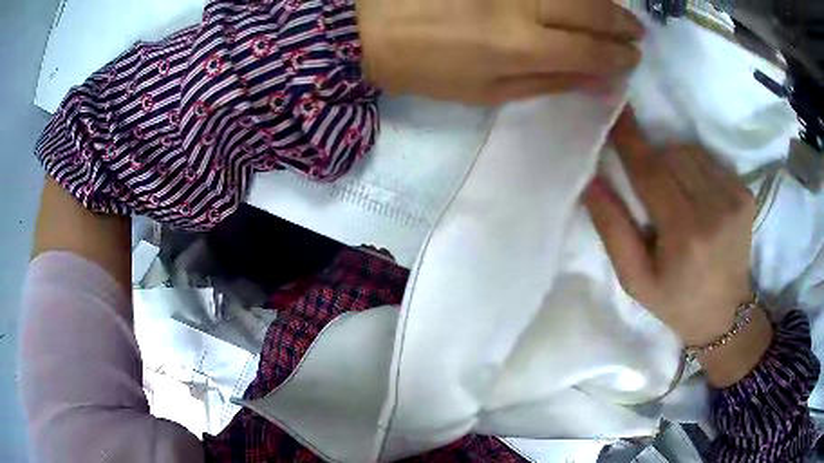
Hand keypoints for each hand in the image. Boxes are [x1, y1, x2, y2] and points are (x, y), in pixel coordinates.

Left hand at [356, 0, 642, 103]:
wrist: (370, 29)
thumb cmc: (427, 68)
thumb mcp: (487, 92)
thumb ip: (548, 82)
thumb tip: (599, 82)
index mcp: (518, 47)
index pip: (589, 50)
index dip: (618, 56)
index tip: (633, 59)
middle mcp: (519, 5)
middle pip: (589, 10)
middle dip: (621, 24)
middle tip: (637, 33)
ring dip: (604, 2)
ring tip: (618, 14)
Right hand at [585, 108, 756, 347]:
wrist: (726, 314)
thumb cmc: (676, 301)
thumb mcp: (635, 280)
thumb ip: (614, 231)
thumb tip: (592, 181)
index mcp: (685, 236)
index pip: (650, 172)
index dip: (629, 139)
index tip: (614, 111)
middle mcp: (715, 210)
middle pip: (670, 155)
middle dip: (652, 161)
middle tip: (649, 190)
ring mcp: (735, 199)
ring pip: (689, 152)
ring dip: (674, 163)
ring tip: (674, 196)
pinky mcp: (745, 193)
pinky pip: (708, 160)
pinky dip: (694, 168)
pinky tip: (696, 196)